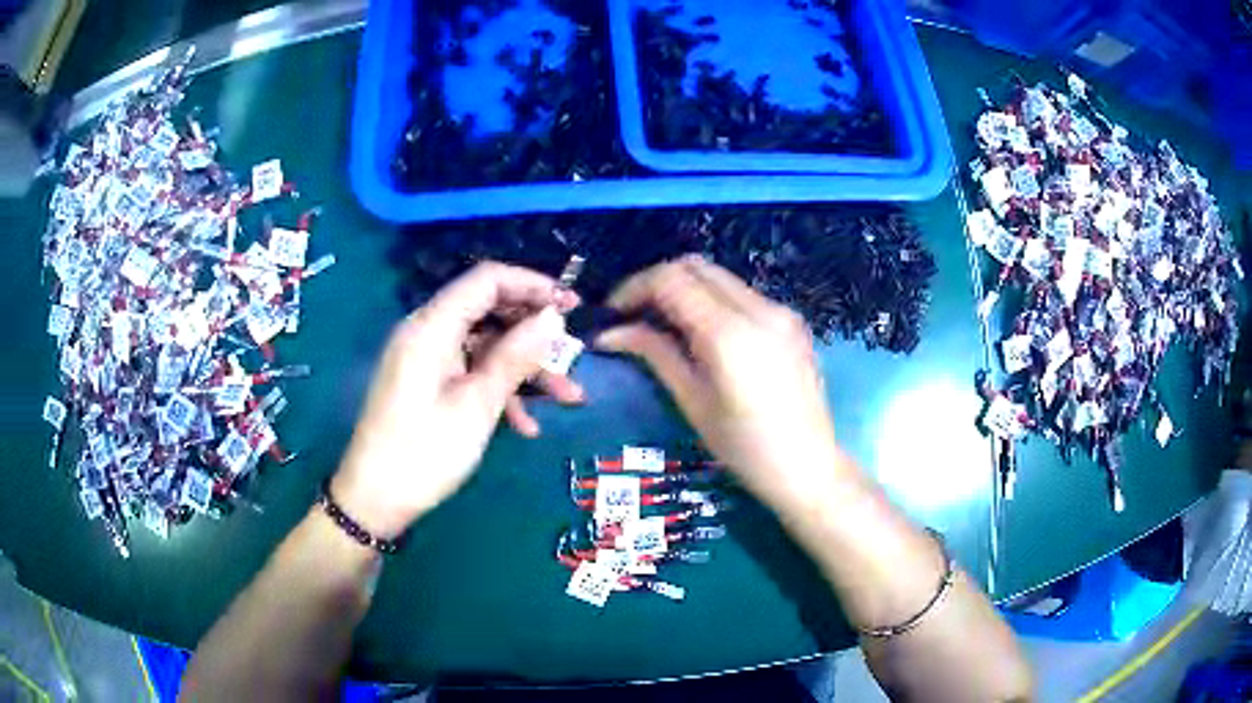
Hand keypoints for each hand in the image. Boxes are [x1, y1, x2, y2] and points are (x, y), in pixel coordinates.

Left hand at [333, 262, 579, 537]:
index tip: (572, 306)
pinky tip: (527, 426)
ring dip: (526, 370)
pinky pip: (471, 373)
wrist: (375, 500)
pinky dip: (500, 391)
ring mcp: (428, 361)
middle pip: (489, 312)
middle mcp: (428, 333)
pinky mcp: (429, 385)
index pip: (487, 281)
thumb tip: (552, 317)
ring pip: (486, 347)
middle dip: (534, 333)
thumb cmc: (424, 452)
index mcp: (431, 327)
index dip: (532, 285)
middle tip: (574, 353)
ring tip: (569, 398)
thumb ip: (515, 356)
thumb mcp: (477, 405)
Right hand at [595, 255, 848, 508]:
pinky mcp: (792, 321)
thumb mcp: (693, 401)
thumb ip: (655, 353)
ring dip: (685, 289)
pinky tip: (702, 333)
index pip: (671, 279)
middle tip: (633, 314)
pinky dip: (713, 301)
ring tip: (662, 324)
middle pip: (695, 266)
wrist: (809, 467)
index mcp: (730, 333)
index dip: (634, 288)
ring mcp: (781, 311)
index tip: (612, 313)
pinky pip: (742, 295)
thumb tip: (609, 333)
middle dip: (657, 282)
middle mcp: (759, 308)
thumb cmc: (745, 448)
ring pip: (720, 277)